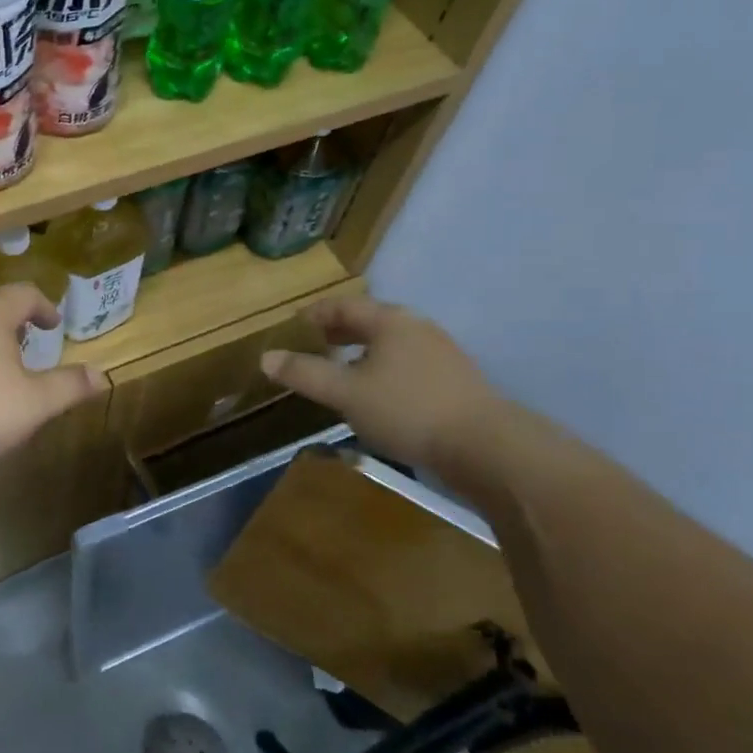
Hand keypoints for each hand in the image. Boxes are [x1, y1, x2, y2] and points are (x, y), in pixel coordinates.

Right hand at [260, 298, 498, 472]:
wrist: (486, 446)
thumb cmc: (407, 409)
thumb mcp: (346, 393)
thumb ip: (305, 374)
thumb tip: (266, 358)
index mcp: (390, 320)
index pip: (344, 305)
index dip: (315, 314)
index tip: (294, 325)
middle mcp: (417, 327)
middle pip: (370, 321)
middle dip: (339, 332)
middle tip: (314, 345)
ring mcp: (441, 352)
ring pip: (390, 344)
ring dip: (362, 352)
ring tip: (342, 371)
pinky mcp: (455, 380)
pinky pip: (408, 364)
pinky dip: (383, 369)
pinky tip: (379, 395)